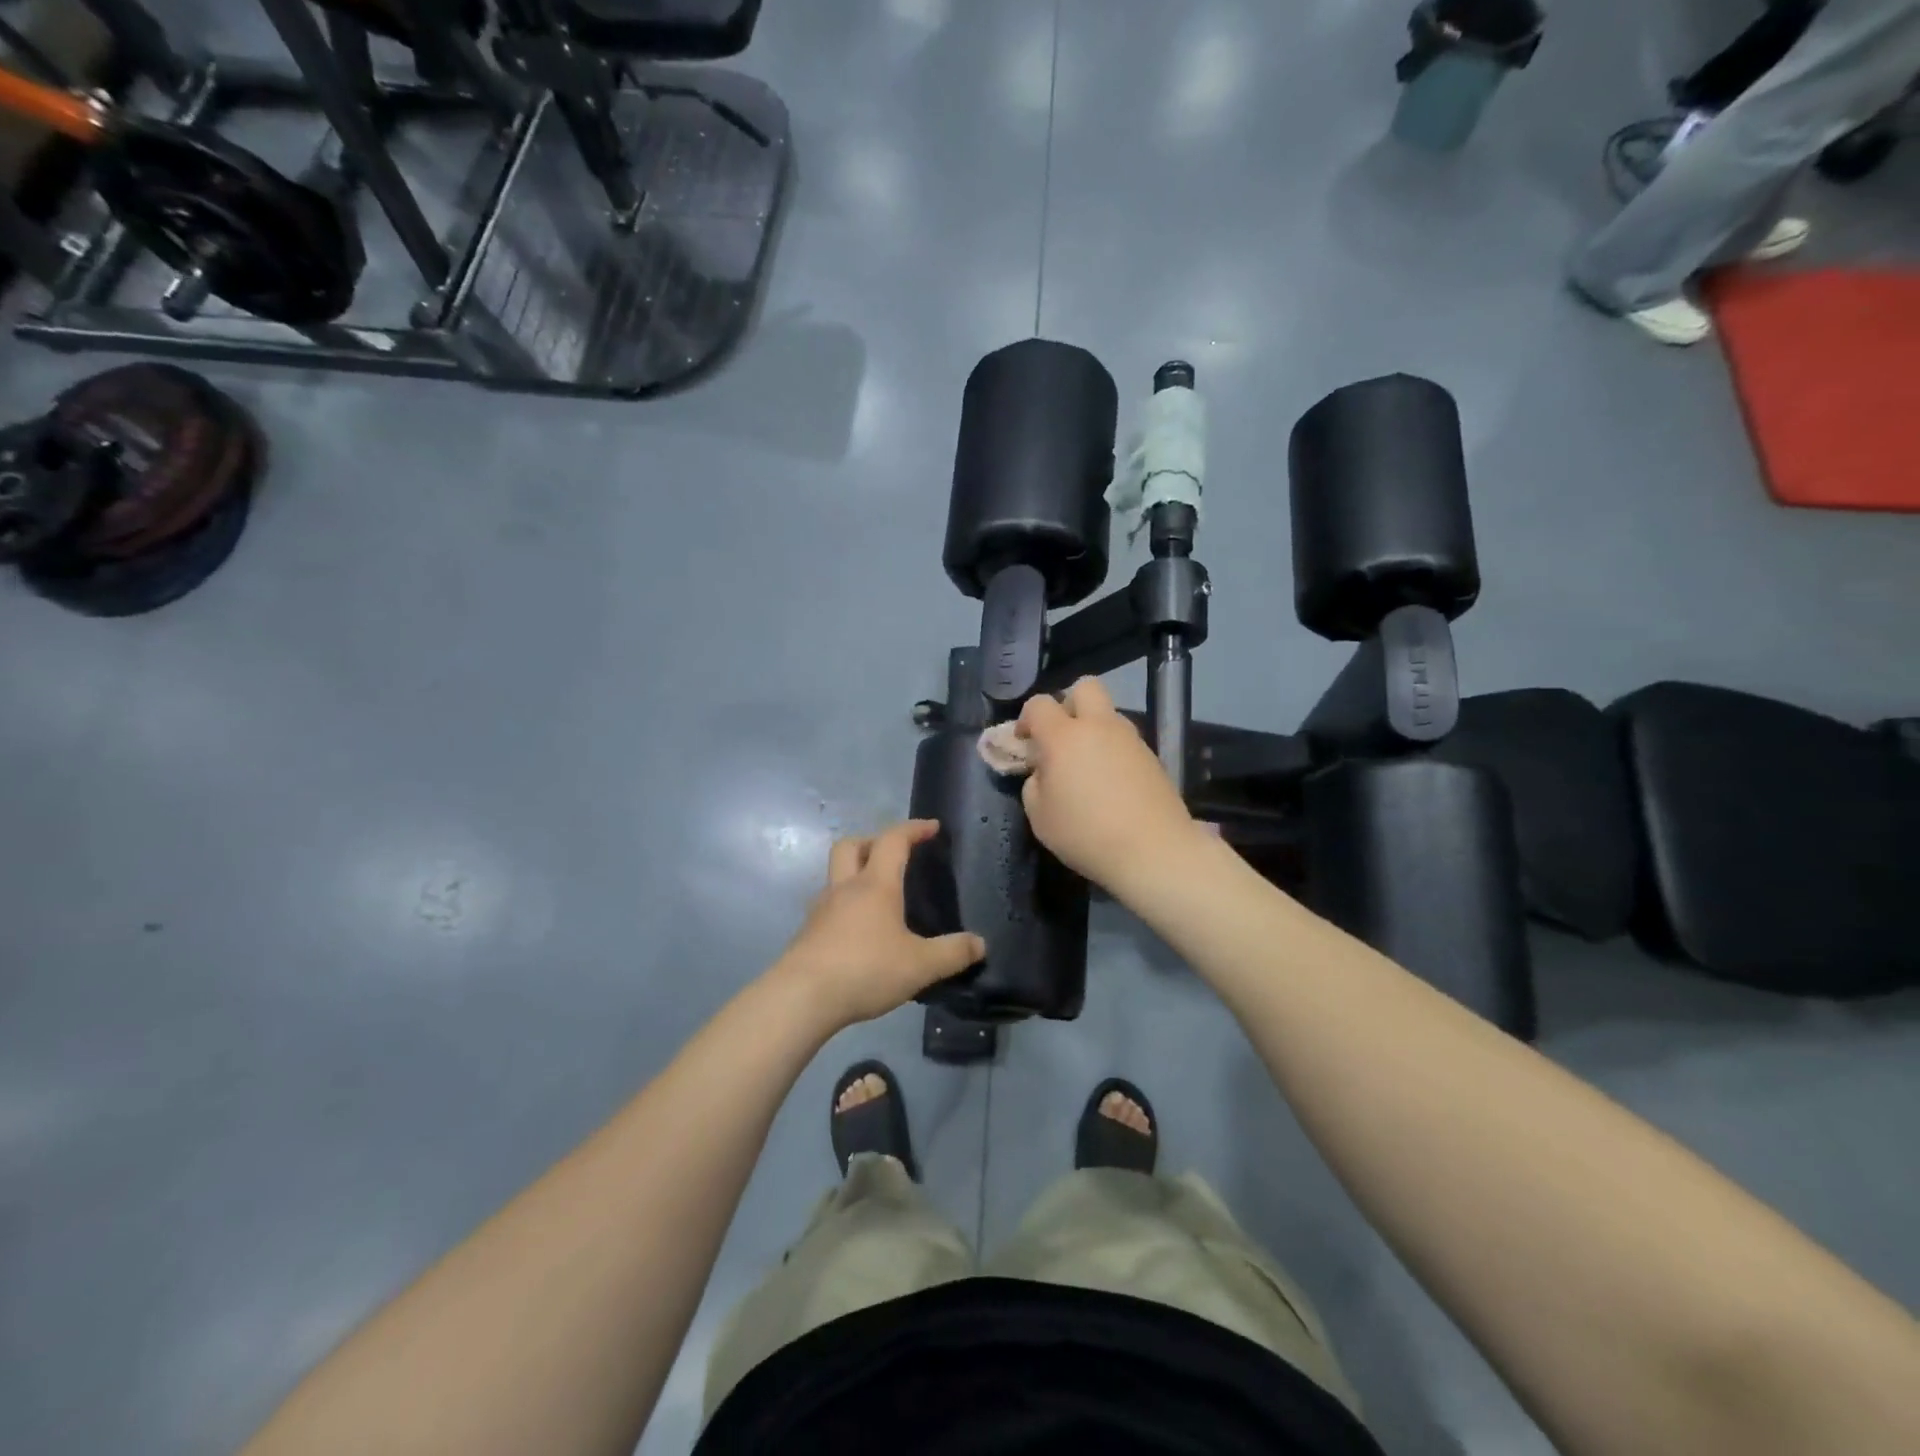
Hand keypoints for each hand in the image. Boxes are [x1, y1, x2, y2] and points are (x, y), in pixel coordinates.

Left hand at [774, 819, 985, 1030]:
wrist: (801, 998)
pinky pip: (829, 906)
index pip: (893, 840)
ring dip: (855, 873)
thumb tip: (980, 943)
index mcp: (875, 885)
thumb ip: (952, 953)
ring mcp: (821, 910)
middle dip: (873, 841)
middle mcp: (845, 888)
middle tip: (894, 855)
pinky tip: (858, 931)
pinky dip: (845, 906)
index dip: (913, 828)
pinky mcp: (808, 933)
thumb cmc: (865, 970)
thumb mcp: (920, 965)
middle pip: (851, 845)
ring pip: (835, 875)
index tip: (932, 827)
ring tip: (878, 896)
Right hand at [1016, 677, 1204, 891]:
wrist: (1153, 850)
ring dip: (1093, 728)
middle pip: (1084, 687)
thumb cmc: (1086, 834)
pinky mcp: (1152, 755)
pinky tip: (1111, 783)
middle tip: (1061, 737)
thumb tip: (1045, 772)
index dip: (1026, 718)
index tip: (1024, 742)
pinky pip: (1124, 739)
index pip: (1039, 703)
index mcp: (1064, 736)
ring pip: (1108, 713)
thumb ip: (1035, 783)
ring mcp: (1130, 738)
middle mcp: (1099, 726)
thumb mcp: (1040, 816)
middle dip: (1068, 704)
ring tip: (1087, 766)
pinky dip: (1112, 750)